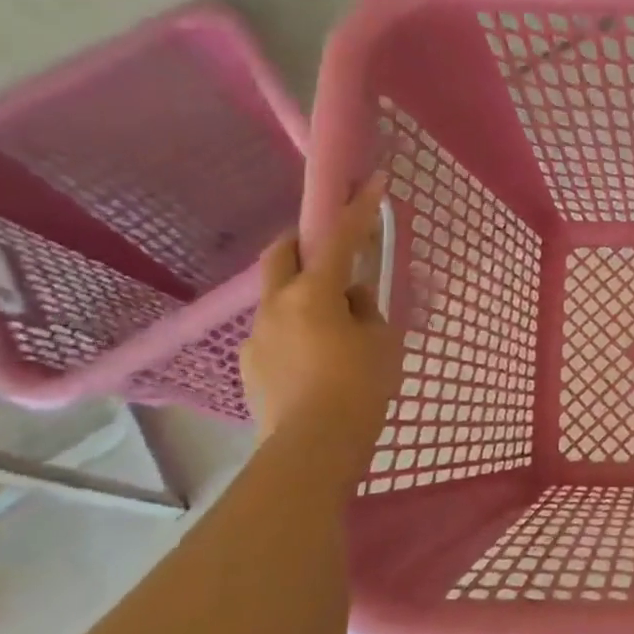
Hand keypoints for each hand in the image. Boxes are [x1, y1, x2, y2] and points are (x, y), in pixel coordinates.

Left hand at [240, 175, 400, 467]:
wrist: (312, 450)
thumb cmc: (359, 390)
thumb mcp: (382, 345)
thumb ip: (368, 312)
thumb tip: (353, 301)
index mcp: (313, 295)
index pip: (338, 240)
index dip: (358, 210)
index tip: (373, 182)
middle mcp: (277, 306)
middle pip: (282, 254)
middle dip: (304, 242)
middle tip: (333, 252)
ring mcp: (257, 337)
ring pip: (278, 297)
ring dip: (303, 295)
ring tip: (334, 328)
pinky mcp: (252, 367)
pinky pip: (275, 333)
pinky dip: (296, 331)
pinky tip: (317, 362)